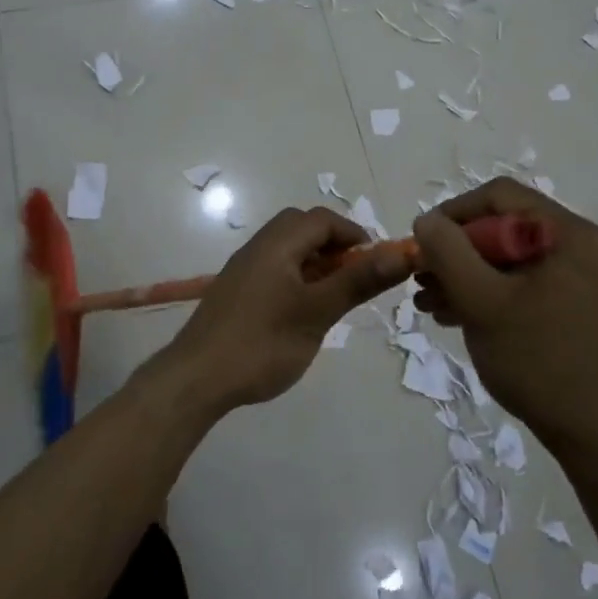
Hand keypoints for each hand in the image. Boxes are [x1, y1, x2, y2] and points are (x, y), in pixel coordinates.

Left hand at [154, 207, 411, 414]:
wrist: (196, 379)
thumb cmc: (262, 343)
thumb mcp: (317, 313)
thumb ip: (358, 281)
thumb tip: (401, 254)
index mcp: (277, 244)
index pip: (322, 219)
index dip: (355, 234)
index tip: (378, 263)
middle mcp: (257, 247)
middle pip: (302, 228)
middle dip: (334, 245)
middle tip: (355, 277)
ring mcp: (243, 270)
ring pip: (287, 250)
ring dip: (315, 263)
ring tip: (334, 297)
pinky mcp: (235, 292)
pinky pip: (273, 269)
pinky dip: (296, 278)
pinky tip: (302, 312)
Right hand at [413, 179, 597, 455]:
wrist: (596, 434)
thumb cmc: (539, 361)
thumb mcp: (482, 302)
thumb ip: (448, 253)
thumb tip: (426, 221)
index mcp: (574, 235)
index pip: (501, 197)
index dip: (454, 213)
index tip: (422, 243)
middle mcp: (585, 247)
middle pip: (506, 229)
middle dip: (457, 253)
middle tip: (422, 279)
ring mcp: (584, 278)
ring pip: (511, 259)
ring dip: (467, 275)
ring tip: (429, 302)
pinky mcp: (577, 305)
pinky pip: (525, 283)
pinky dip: (490, 293)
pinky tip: (454, 314)